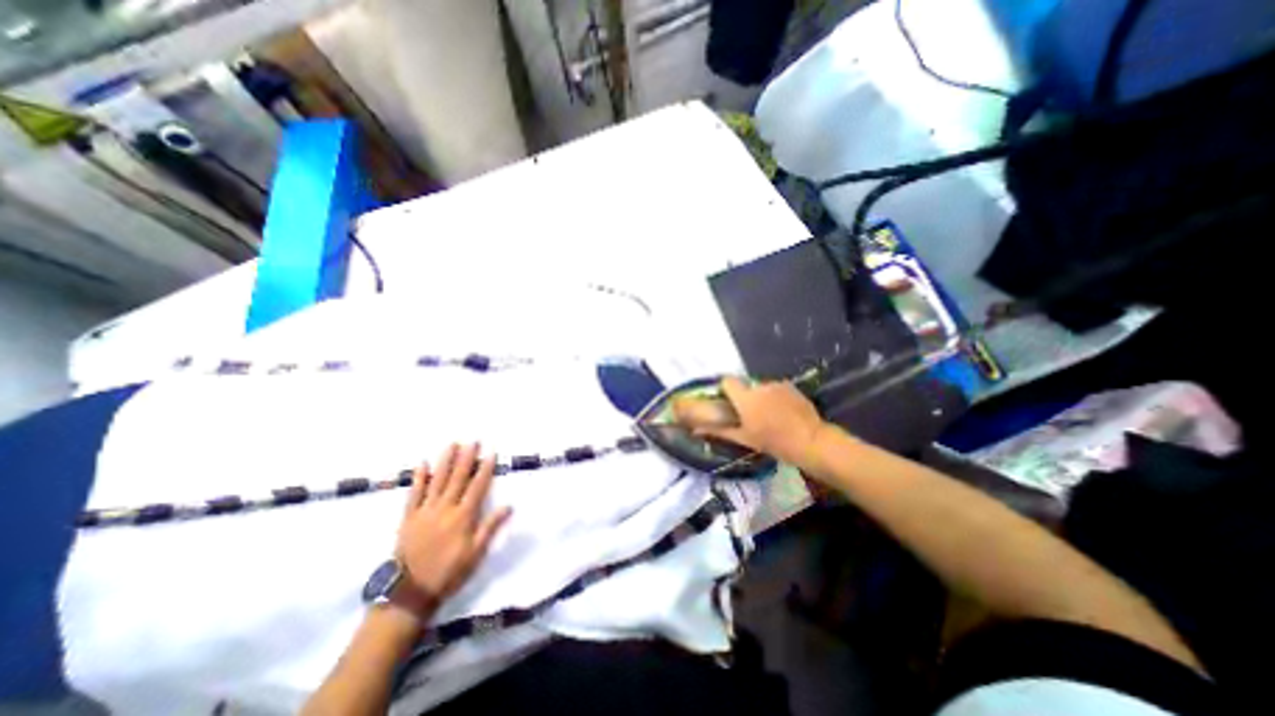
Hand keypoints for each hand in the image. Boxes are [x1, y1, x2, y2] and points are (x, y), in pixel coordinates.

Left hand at [398, 445, 511, 611]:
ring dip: (445, 461)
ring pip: (437, 481)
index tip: (491, 452)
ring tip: (452, 444)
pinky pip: (414, 494)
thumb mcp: (476, 554)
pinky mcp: (408, 518)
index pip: (478, 486)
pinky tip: (422, 464)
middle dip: (467, 458)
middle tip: (473, 440)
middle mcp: (445, 508)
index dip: (485, 468)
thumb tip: (509, 506)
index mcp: (463, 517)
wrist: (410, 593)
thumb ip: (491, 527)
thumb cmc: (449, 573)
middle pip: (458, 478)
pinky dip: (418, 478)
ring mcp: (425, 511)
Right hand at [671, 375, 833, 469]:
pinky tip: (783, 412)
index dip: (725, 389)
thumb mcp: (744, 439)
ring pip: (761, 387)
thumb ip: (719, 431)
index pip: (727, 381)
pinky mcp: (791, 386)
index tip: (727, 402)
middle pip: (745, 385)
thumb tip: (695, 430)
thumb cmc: (773, 442)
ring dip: (761, 397)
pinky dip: (775, 397)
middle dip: (744, 396)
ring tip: (770, 415)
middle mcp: (759, 385)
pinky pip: (776, 388)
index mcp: (745, 397)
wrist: (810, 441)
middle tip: (749, 414)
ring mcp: (777, 384)